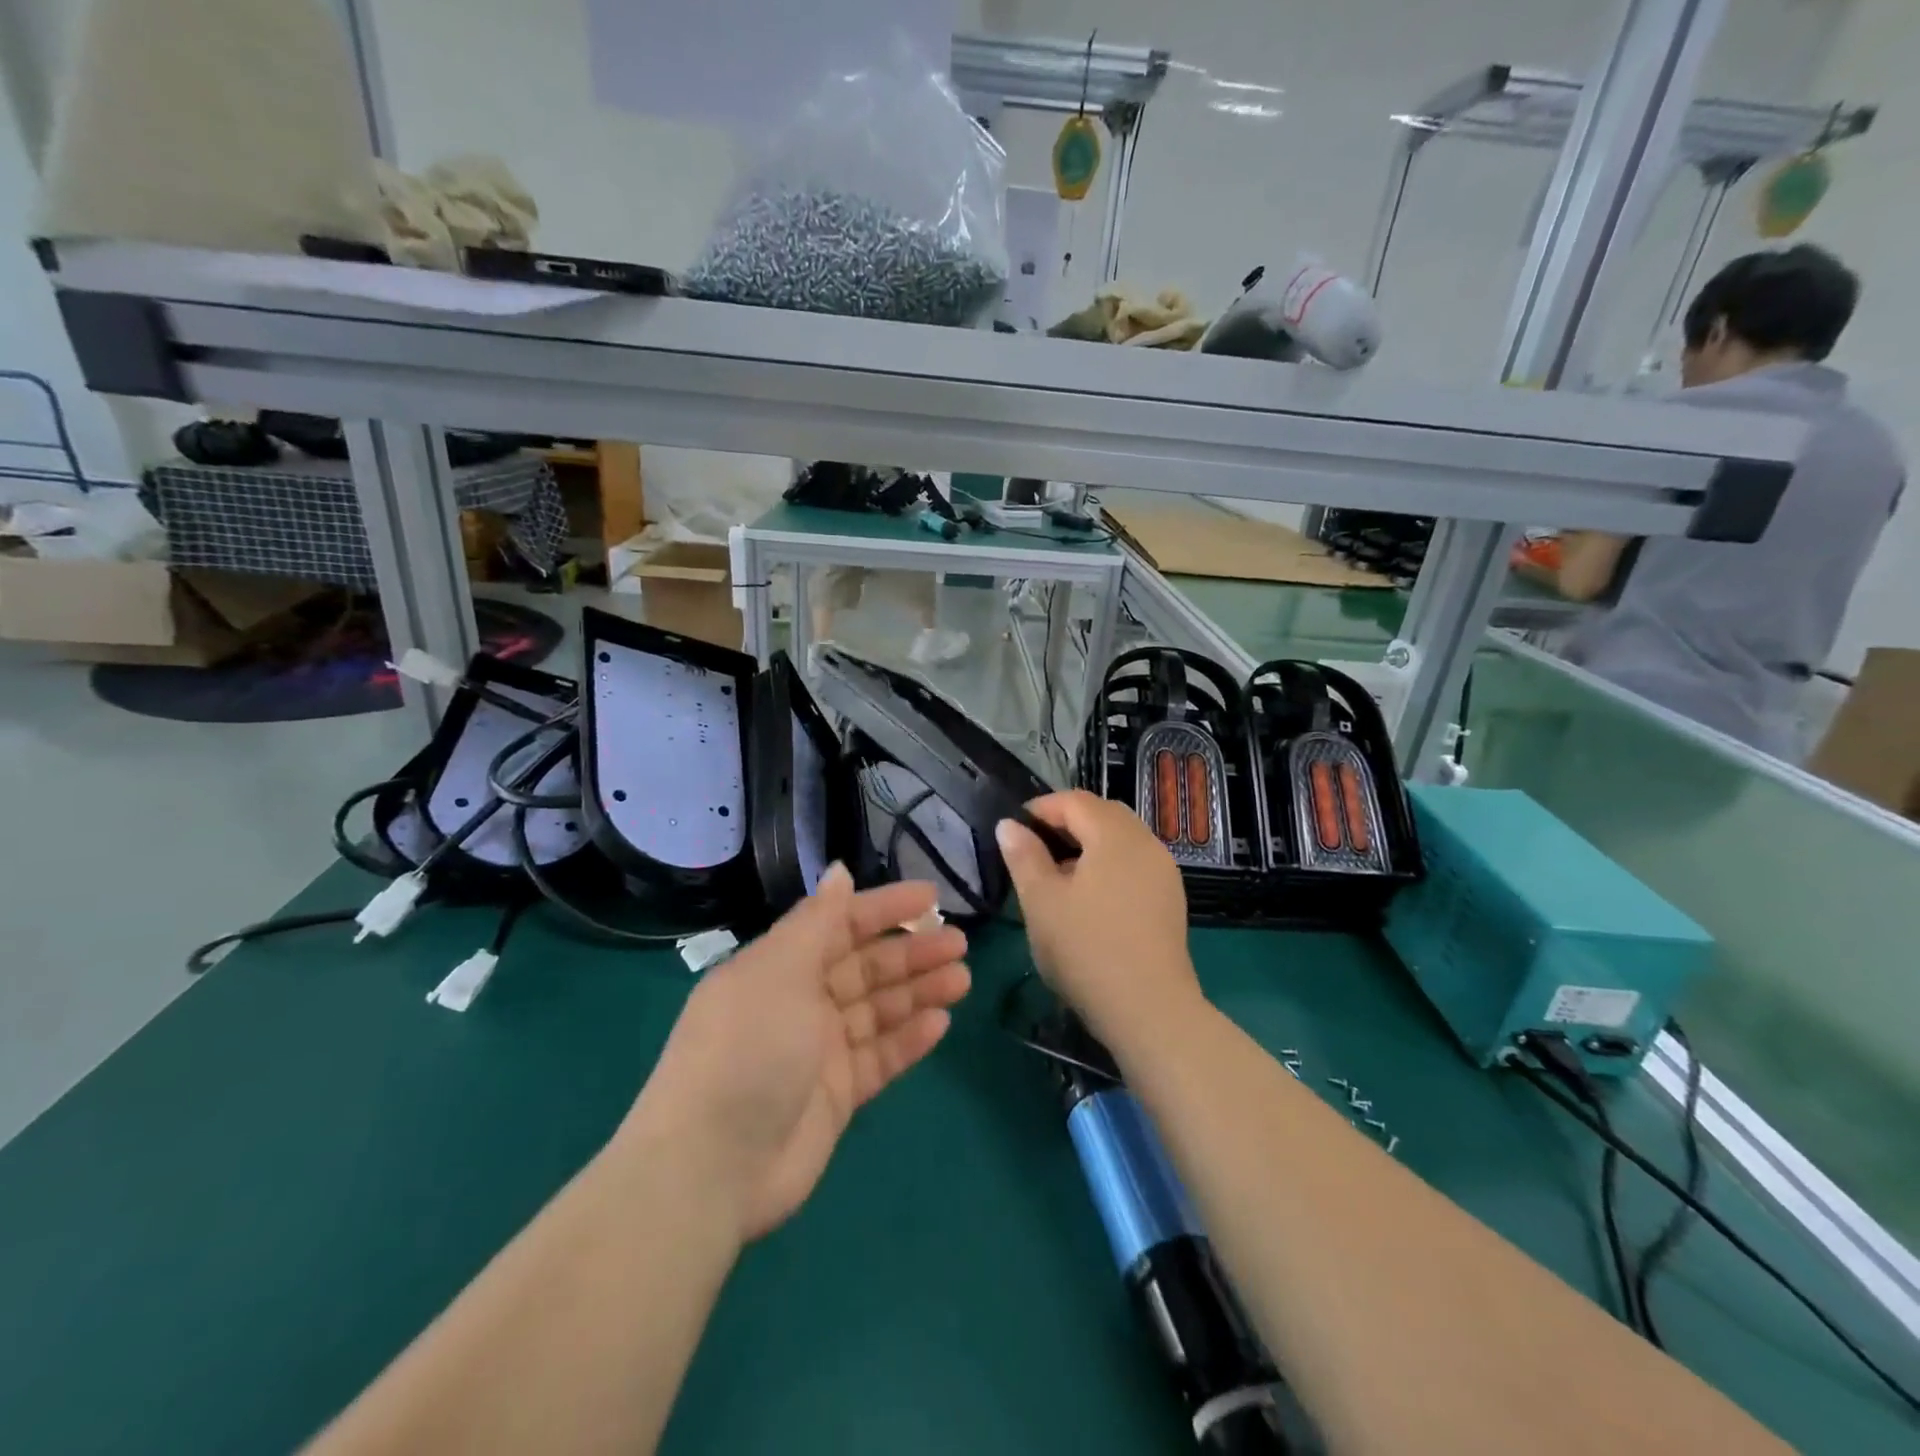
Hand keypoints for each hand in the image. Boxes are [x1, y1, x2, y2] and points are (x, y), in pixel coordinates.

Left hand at [627, 866, 968, 1241]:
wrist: (712, 1167)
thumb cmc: (747, 1048)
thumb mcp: (778, 970)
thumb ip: (817, 921)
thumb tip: (839, 870)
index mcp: (779, 966)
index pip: (840, 924)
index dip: (885, 908)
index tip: (931, 898)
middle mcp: (800, 1002)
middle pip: (866, 967)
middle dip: (911, 952)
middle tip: (959, 944)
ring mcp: (819, 1051)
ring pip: (879, 1009)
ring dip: (919, 992)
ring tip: (961, 979)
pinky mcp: (837, 1095)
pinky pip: (880, 1056)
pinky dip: (909, 1039)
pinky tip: (940, 1023)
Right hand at [996, 791, 1202, 1047]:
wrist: (1150, 1011)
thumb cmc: (1087, 950)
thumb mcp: (1041, 902)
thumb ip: (1024, 856)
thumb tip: (1009, 825)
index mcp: (1115, 835)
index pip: (1075, 801)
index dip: (1041, 808)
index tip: (1014, 831)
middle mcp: (1146, 843)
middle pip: (1103, 814)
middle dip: (1067, 822)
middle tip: (1034, 850)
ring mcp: (1164, 872)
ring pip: (1122, 839)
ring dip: (1089, 844)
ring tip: (1058, 876)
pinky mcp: (1170, 899)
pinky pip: (1135, 863)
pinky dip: (1109, 864)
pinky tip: (1090, 898)